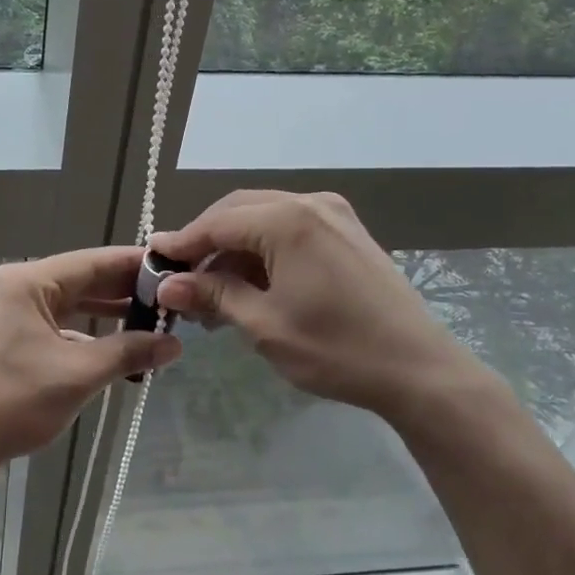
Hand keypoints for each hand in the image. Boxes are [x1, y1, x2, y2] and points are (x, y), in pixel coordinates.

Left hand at [0, 247, 182, 471]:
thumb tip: (175, 344)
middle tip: (172, 298)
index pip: (92, 262)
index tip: (175, 268)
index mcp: (27, 282)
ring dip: (108, 314)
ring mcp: (9, 312)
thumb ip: (129, 352)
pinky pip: (56, 324)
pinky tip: (116, 347)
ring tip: (154, 321)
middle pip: (81, 280)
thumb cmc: (13, 401)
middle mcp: (17, 287)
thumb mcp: (78, 374)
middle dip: (125, 291)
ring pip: (70, 304)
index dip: (135, 265)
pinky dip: (85, 333)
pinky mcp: (8, 336)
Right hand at [151, 191, 501, 424]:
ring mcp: (334, 215)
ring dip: (233, 247)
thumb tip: (167, 284)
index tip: (153, 260)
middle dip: (206, 241)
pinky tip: (250, 281)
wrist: (420, 371)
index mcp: (288, 220)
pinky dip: (262, 249)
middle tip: (180, 277)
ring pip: (263, 217)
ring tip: (212, 290)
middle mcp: (310, 204)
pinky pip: (290, 227)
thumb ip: (213, 295)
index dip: (182, 242)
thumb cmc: (336, 350)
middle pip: (238, 210)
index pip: (217, 222)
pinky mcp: (347, 232)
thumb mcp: (264, 325)